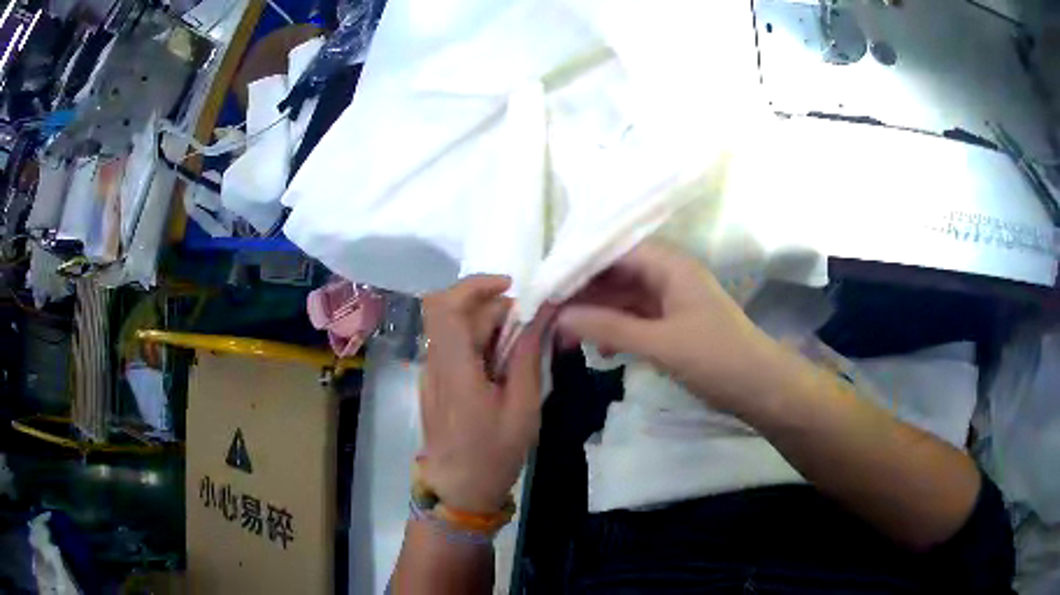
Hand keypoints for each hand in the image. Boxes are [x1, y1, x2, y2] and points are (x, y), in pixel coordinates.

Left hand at [419, 276, 549, 512]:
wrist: (458, 490)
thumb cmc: (493, 454)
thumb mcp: (522, 408)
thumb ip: (527, 357)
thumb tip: (540, 316)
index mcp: (454, 368)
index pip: (447, 305)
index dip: (476, 285)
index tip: (512, 287)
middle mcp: (436, 363)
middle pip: (456, 314)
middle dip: (494, 309)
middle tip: (530, 329)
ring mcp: (432, 373)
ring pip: (456, 330)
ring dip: (489, 327)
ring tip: (522, 351)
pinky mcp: (436, 384)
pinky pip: (456, 349)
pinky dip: (481, 344)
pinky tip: (504, 368)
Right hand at [557, 240, 780, 413]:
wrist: (759, 388)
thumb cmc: (716, 358)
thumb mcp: (661, 343)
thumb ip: (610, 328)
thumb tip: (560, 317)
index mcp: (670, 266)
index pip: (615, 250)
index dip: (580, 263)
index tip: (548, 283)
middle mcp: (669, 275)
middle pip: (617, 274)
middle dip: (584, 293)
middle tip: (550, 314)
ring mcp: (671, 301)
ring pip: (624, 298)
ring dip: (598, 314)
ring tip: (567, 336)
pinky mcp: (673, 325)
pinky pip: (636, 319)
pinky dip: (616, 331)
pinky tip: (601, 350)